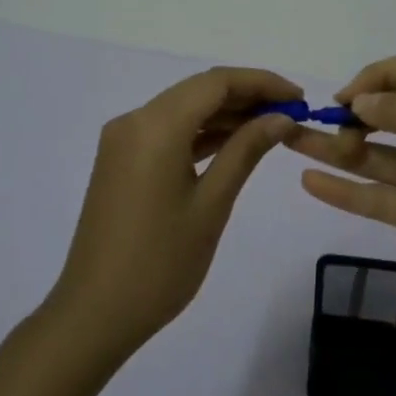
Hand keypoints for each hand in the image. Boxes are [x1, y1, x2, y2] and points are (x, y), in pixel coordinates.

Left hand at [47, 67, 303, 354]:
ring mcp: (122, 141)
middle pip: (198, 91)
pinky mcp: (120, 162)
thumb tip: (281, 117)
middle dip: (246, 97)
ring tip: (271, 130)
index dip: (262, 83)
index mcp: (155, 126)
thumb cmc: (161, 263)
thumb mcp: (212, 204)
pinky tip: (233, 145)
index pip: (216, 82)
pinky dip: (200, 134)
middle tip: (291, 114)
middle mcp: (134, 121)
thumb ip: (246, 151)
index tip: (299, 98)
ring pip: (183, 110)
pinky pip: (167, 132)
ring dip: (225, 115)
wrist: (95, 313)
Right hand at [287, 51, 395, 339]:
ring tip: (291, 143)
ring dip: (338, 149)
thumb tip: (363, 97)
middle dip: (355, 115)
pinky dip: (344, 189)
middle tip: (326, 129)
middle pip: (393, 113)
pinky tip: (310, 181)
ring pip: (377, 156)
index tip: (347, 99)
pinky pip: (376, 195)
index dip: (379, 78)